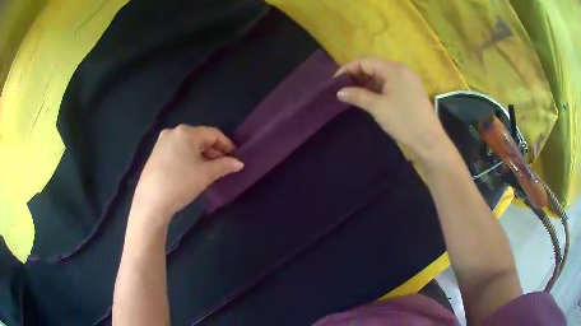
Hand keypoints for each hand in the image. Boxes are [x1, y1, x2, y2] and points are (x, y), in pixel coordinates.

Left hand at [131, 125, 243, 224]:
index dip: (226, 145)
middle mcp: (173, 132)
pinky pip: (177, 151)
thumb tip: (239, 163)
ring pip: (188, 145)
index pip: (213, 134)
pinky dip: (188, 158)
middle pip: (200, 138)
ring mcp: (162, 142)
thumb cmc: (181, 184)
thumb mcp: (206, 174)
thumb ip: (225, 166)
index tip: (235, 157)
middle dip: (213, 151)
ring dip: (201, 155)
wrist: (151, 202)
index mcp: (186, 132)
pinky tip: (191, 171)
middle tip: (223, 166)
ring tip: (209, 170)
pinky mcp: (155, 153)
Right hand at [335, 57, 449, 160]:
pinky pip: (390, 83)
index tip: (335, 81)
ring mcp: (407, 80)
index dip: (348, 68)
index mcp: (393, 69)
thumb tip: (339, 92)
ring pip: (382, 75)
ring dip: (366, 81)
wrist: (428, 140)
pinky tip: (369, 97)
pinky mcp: (410, 90)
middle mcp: (401, 70)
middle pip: (374, 66)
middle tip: (343, 87)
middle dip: (357, 75)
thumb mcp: (377, 107)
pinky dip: (377, 87)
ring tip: (353, 93)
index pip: (365, 61)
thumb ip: (357, 95)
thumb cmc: (403, 120)